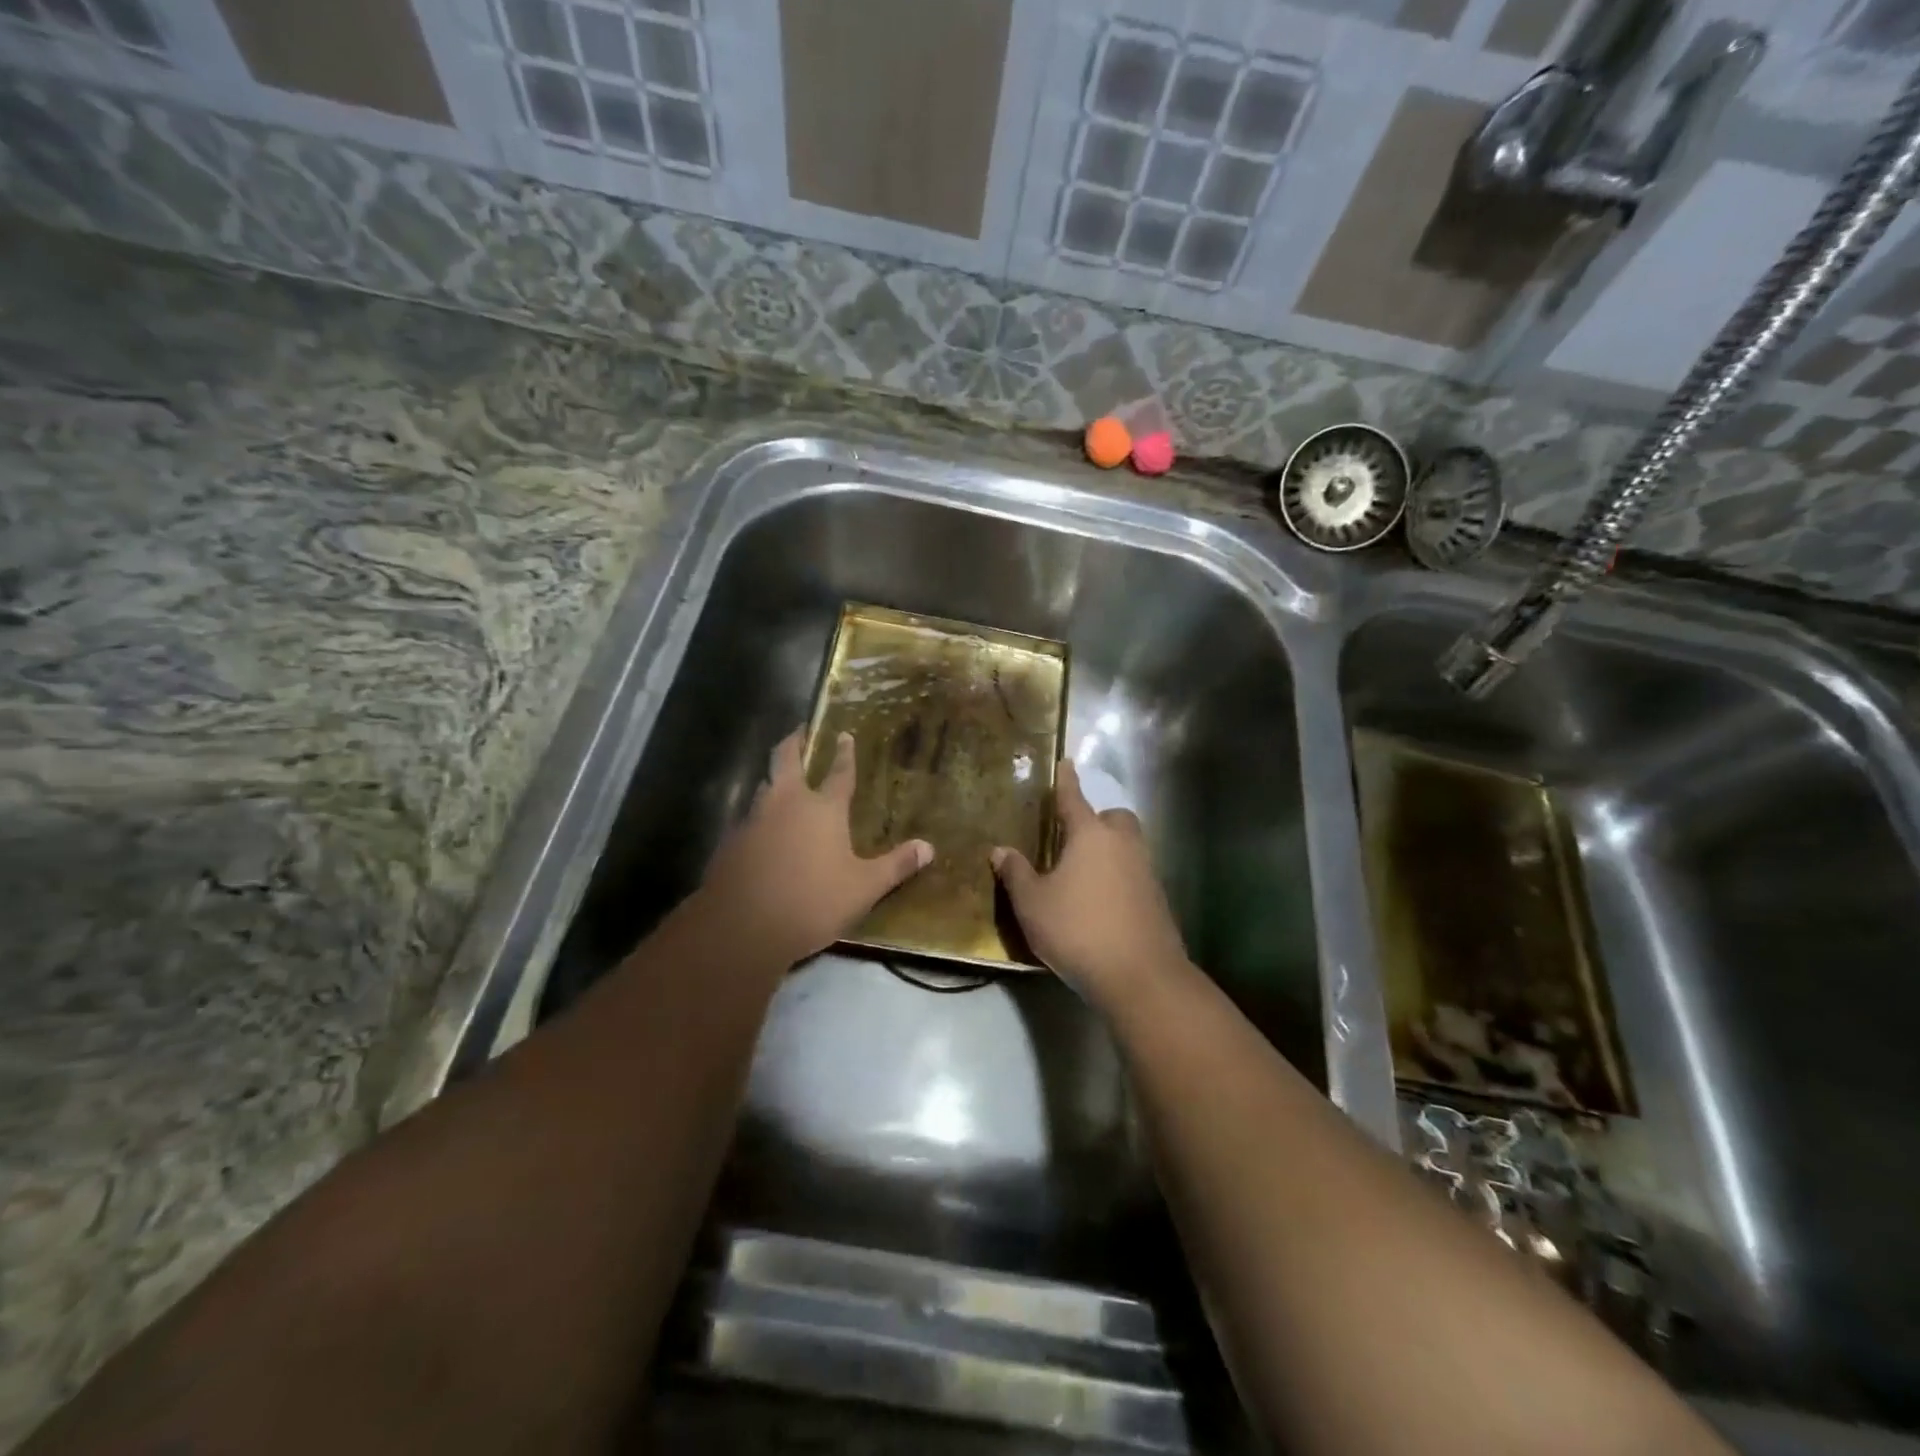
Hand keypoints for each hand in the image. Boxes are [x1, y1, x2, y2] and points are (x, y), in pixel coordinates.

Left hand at [699, 727, 932, 964]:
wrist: (742, 926)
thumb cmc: (812, 902)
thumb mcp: (863, 888)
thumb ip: (896, 866)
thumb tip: (929, 848)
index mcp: (823, 809)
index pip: (839, 773)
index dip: (844, 753)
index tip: (844, 734)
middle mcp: (786, 803)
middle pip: (785, 759)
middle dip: (794, 742)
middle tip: (799, 731)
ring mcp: (754, 820)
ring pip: (763, 786)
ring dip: (773, 778)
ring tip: (780, 780)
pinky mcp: (731, 842)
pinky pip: (747, 818)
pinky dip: (758, 815)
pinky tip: (761, 831)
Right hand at [991, 759, 1189, 1006]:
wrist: (1140, 975)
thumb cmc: (1078, 930)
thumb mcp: (1032, 904)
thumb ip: (1016, 873)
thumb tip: (1000, 850)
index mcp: (1090, 835)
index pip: (1074, 798)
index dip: (1067, 781)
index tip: (1067, 762)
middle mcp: (1122, 845)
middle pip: (1113, 818)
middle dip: (1097, 820)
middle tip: (1073, 838)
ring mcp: (1145, 871)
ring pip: (1127, 846)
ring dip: (1109, 850)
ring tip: (1083, 873)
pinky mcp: (1157, 899)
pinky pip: (1135, 873)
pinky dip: (1119, 877)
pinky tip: (1101, 902)